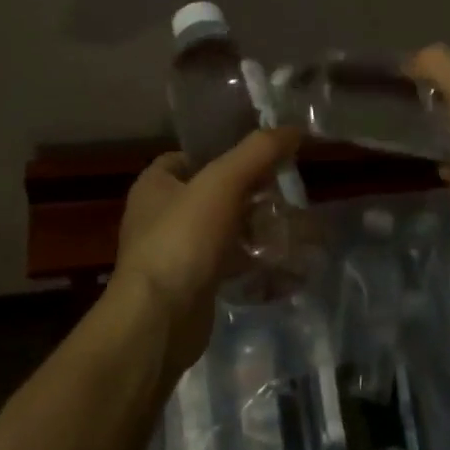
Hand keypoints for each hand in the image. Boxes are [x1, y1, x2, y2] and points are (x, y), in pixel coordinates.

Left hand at [111, 129, 301, 378]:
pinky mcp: (191, 286)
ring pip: (223, 231)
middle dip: (250, 196)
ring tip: (292, 229)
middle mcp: (159, 216)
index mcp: (155, 185)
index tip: (263, 159)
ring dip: (255, 230)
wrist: (160, 321)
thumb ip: (258, 152)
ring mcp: (175, 253)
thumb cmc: (183, 239)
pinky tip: (282, 264)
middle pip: (213, 194)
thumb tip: (294, 128)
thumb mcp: (223, 183)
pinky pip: (227, 264)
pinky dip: (252, 262)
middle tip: (285, 196)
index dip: (224, 153)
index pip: (190, 157)